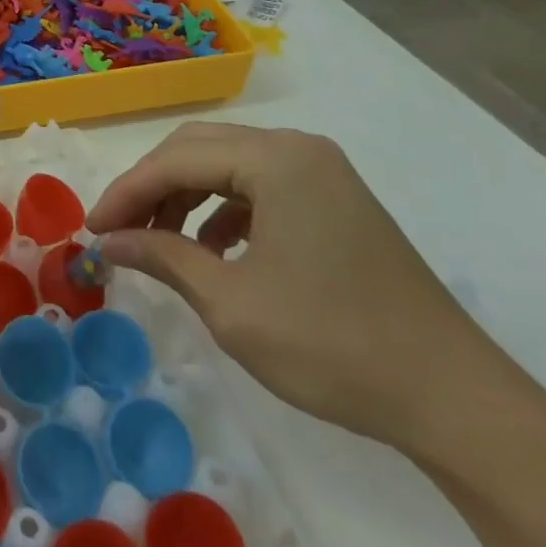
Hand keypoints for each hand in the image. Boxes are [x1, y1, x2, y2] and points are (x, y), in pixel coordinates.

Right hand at [86, 123, 517, 458]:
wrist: (454, 397)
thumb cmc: (333, 345)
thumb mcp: (232, 304)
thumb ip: (162, 257)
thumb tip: (107, 241)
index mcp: (275, 160)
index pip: (176, 160)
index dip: (126, 193)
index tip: (91, 230)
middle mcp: (298, 149)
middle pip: (198, 149)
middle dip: (151, 187)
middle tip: (117, 230)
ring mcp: (322, 172)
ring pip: (227, 165)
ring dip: (184, 196)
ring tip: (158, 243)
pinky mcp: (335, 199)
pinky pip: (260, 186)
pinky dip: (222, 209)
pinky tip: (210, 249)